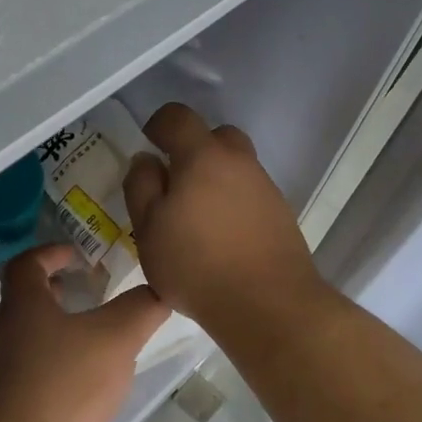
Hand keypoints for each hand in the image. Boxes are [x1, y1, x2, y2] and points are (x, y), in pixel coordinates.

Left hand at [0, 243, 170, 421]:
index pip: (26, 263)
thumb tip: (159, 289)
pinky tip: (85, 385)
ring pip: (29, 338)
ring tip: (96, 339)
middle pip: (25, 300)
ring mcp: (1, 373)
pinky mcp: (8, 407)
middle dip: (57, 292)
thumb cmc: (65, 384)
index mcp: (22, 306)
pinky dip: (57, 365)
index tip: (78, 255)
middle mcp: (4, 334)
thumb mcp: (116, 338)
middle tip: (90, 293)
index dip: (51, 252)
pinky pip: (33, 372)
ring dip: (58, 330)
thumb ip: (141, 308)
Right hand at [122, 103, 323, 330]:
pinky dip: (232, 202)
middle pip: (216, 136)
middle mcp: (239, 162)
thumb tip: (146, 160)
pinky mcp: (281, 214)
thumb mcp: (148, 228)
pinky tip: (220, 236)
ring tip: (195, 217)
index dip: (158, 124)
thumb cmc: (195, 265)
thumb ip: (141, 186)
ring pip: (236, 166)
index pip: (178, 117)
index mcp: (202, 157)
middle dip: (193, 148)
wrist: (267, 304)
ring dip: (214, 178)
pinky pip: (250, 193)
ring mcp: (265, 187)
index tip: (149, 143)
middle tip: (174, 181)